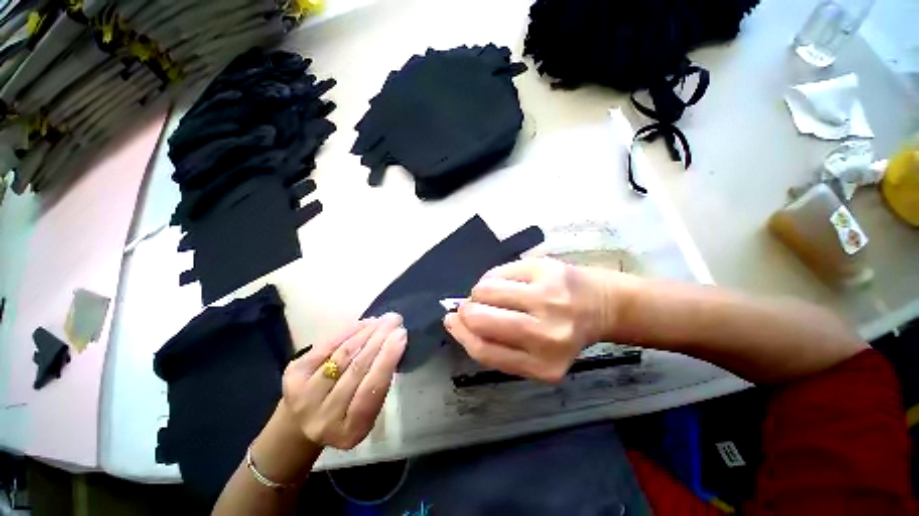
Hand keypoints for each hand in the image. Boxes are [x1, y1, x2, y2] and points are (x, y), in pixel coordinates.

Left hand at [281, 314, 406, 448]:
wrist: (301, 421)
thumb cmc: (345, 413)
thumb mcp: (367, 410)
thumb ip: (378, 385)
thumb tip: (394, 343)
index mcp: (350, 430)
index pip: (371, 390)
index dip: (387, 359)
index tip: (401, 335)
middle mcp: (323, 417)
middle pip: (356, 369)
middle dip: (379, 339)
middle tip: (395, 320)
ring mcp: (304, 395)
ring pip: (342, 355)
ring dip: (366, 332)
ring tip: (382, 319)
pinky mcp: (293, 374)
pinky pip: (326, 346)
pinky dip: (348, 332)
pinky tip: (364, 323)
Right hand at [444, 258, 631, 382]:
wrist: (602, 304)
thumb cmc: (564, 332)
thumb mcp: (535, 354)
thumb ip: (498, 345)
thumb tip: (458, 321)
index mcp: (543, 365)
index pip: (484, 350)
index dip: (461, 334)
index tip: (452, 322)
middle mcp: (547, 334)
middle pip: (481, 319)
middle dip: (466, 310)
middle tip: (467, 306)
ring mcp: (547, 298)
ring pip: (486, 290)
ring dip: (479, 292)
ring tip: (488, 293)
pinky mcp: (546, 270)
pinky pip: (500, 272)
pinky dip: (493, 277)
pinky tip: (503, 282)